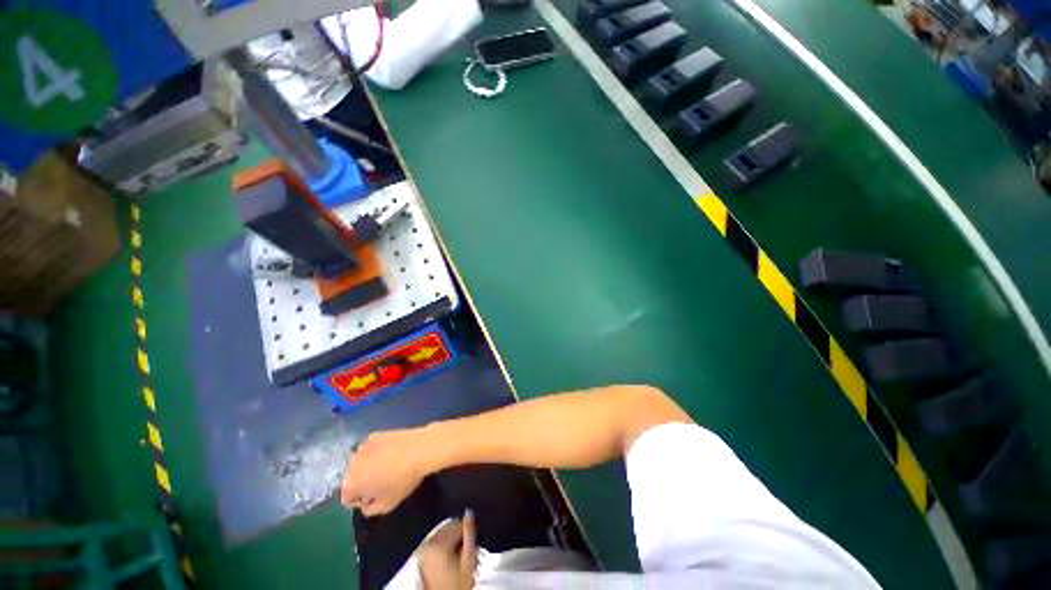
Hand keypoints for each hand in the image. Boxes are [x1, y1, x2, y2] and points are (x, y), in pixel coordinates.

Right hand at [341, 428, 432, 515]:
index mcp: (351, 484)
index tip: (376, 496)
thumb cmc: (403, 480)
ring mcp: (362, 446)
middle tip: (382, 480)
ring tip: (387, 464)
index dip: (361, 500)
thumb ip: (370, 510)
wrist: (420, 449)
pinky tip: (391, 450)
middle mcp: (351, 464)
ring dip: (368, 464)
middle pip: (353, 477)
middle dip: (363, 481)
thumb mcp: (387, 505)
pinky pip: (370, 447)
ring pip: (360, 461)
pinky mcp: (374, 434)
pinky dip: (376, 450)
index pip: (347, 498)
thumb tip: (366, 504)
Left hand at [417, 512, 477, 589]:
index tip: (470, 543)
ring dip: (450, 539)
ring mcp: (422, 550)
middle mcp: (428, 543)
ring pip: (442, 533)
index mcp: (439, 542)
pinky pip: (435, 541)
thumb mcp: (468, 560)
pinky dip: (442, 544)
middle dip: (458, 534)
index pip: (457, 523)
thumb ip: (469, 533)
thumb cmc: (457, 583)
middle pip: (448, 527)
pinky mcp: (420, 556)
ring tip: (456, 554)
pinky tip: (447, 557)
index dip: (467, 531)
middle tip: (464, 549)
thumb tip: (469, 512)